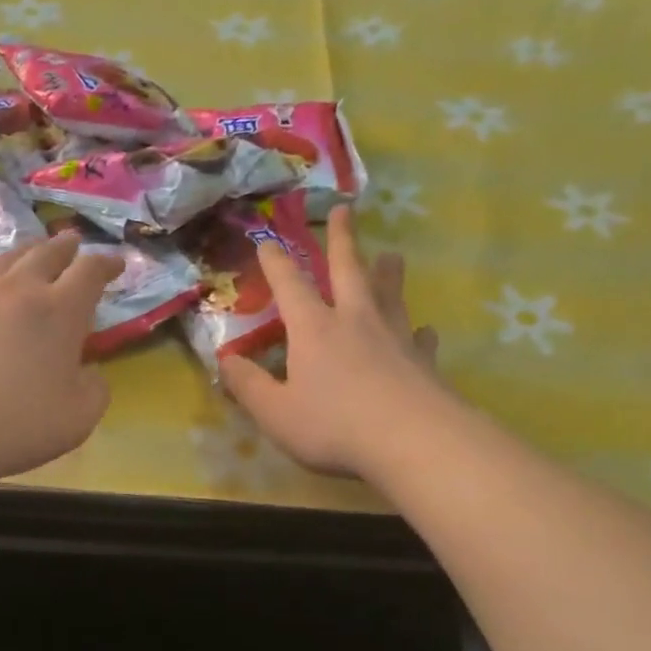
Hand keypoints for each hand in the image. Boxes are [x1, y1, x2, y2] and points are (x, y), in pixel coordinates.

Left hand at [0, 232, 124, 481]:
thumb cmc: (20, 424)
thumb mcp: (81, 416)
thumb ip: (95, 387)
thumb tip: (88, 371)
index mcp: (61, 311)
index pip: (90, 271)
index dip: (107, 264)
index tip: (116, 263)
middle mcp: (19, 290)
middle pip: (46, 253)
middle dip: (65, 246)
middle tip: (73, 242)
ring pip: (5, 259)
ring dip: (26, 253)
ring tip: (31, 254)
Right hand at [220, 205, 443, 478]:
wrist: (411, 441)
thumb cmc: (334, 426)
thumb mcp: (276, 413)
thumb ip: (249, 386)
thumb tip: (226, 361)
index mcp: (314, 329)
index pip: (290, 285)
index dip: (276, 261)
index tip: (267, 240)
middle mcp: (355, 321)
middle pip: (348, 269)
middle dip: (343, 239)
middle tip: (345, 209)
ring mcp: (395, 337)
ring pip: (389, 294)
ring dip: (387, 272)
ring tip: (391, 254)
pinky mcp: (423, 361)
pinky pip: (419, 338)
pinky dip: (418, 331)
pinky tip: (422, 331)